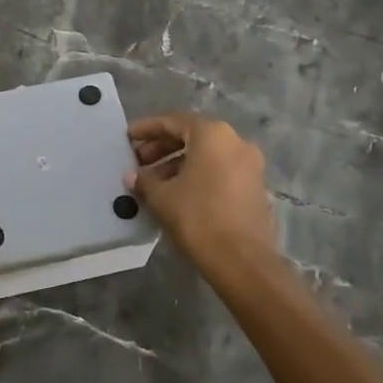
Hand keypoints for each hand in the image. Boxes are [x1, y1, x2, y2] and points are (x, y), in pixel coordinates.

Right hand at [125, 114, 277, 281]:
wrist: (243, 261)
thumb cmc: (198, 218)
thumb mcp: (162, 197)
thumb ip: (145, 179)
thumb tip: (133, 175)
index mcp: (212, 134)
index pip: (173, 121)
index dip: (147, 128)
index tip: (127, 137)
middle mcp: (235, 141)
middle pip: (191, 135)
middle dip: (162, 147)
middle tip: (138, 161)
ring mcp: (249, 164)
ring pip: (206, 154)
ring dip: (177, 163)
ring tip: (153, 182)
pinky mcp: (254, 187)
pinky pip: (219, 170)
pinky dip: (197, 175)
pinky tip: (177, 193)